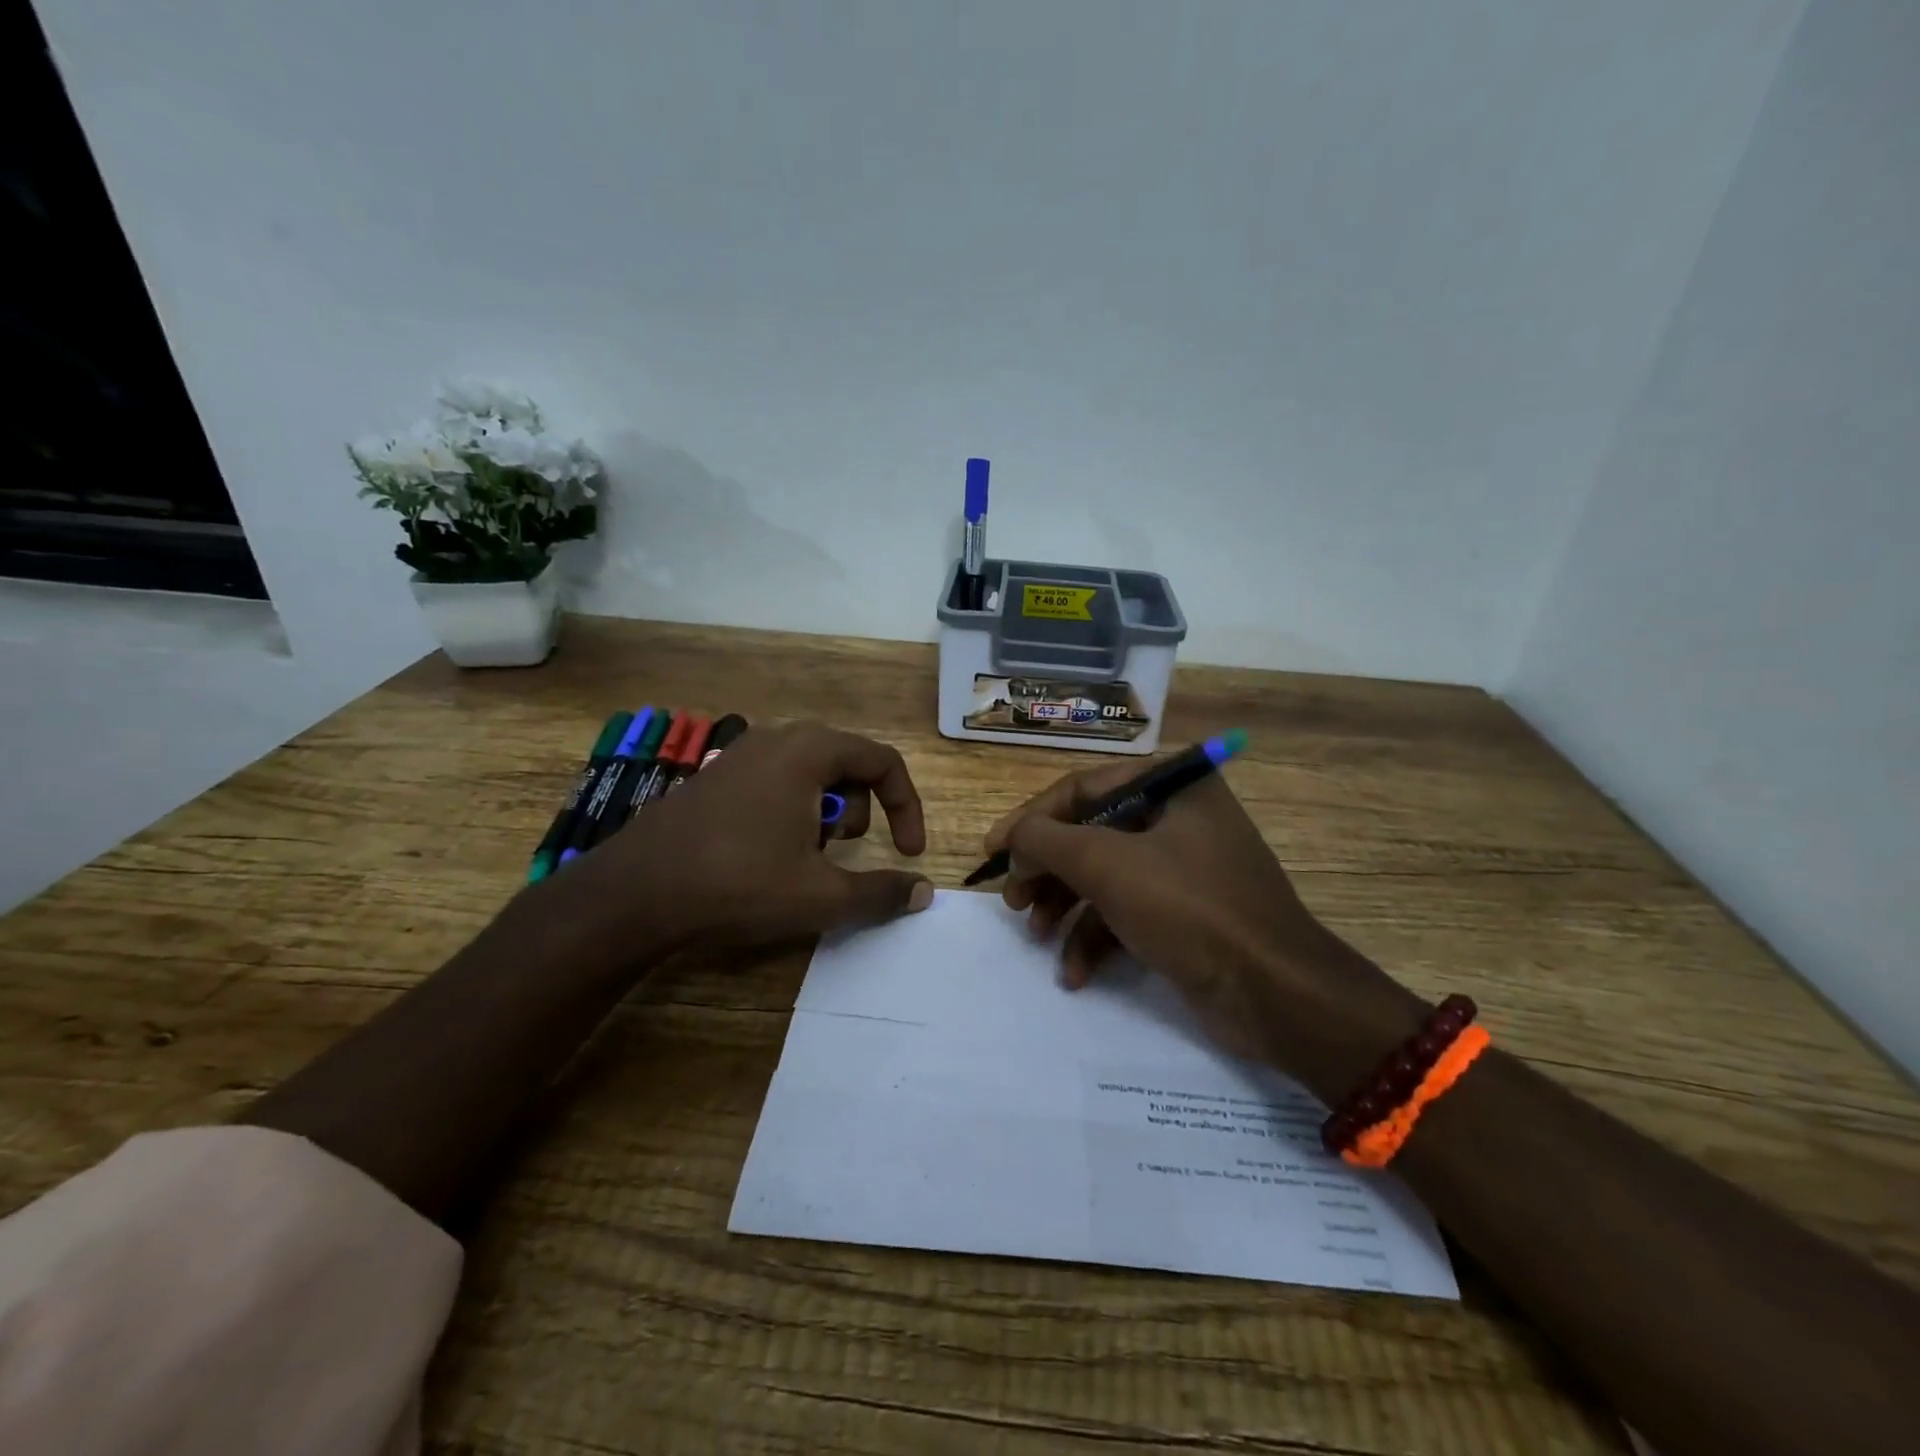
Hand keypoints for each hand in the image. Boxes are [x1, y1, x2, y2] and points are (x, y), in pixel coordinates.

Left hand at [569, 722, 931, 954]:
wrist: (634, 893)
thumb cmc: (739, 883)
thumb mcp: (820, 896)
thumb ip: (880, 892)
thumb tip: (922, 892)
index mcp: (809, 751)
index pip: (883, 762)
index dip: (906, 807)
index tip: (908, 853)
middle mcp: (777, 739)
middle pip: (847, 763)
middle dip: (861, 810)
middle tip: (840, 852)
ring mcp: (740, 755)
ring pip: (810, 773)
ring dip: (825, 813)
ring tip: (801, 857)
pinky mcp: (714, 777)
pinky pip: (775, 782)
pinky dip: (791, 812)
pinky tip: (764, 854)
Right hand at [990, 760, 1418, 1080]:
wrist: (1277, 995)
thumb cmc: (1191, 910)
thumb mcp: (1107, 865)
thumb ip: (1046, 840)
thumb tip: (1011, 837)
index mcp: (1172, 784)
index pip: (1082, 788)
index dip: (1031, 820)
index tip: (992, 853)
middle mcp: (1179, 816)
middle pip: (1090, 834)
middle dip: (1047, 871)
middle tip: (1014, 903)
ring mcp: (1184, 866)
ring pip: (1104, 876)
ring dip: (1066, 908)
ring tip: (1038, 937)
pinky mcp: (1186, 913)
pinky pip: (1127, 911)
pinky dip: (1097, 938)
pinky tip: (1076, 972)